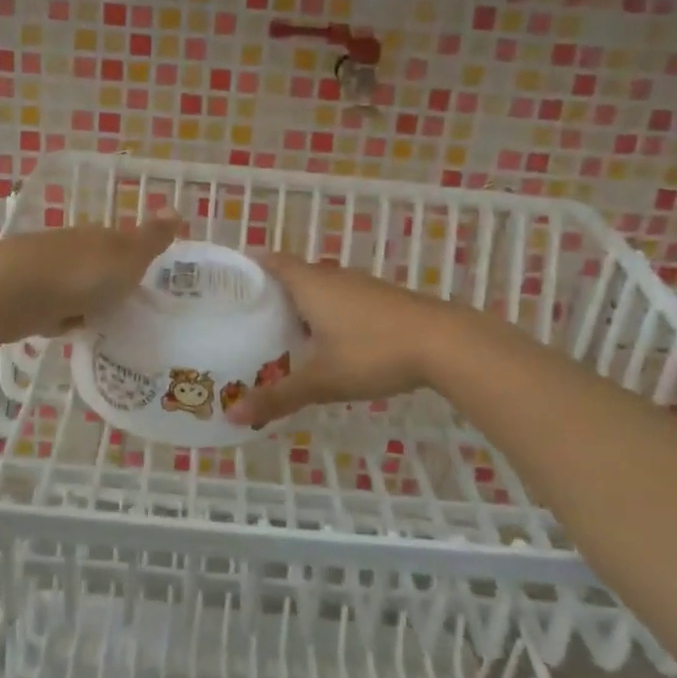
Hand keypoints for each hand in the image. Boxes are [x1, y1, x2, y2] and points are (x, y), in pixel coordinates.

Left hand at [0, 210, 182, 343]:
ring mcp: (38, 267)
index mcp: (95, 236)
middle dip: (101, 283)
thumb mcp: (127, 257)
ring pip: (67, 284)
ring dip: (77, 301)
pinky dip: (53, 315)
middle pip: (90, 263)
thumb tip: (176, 208)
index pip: (117, 242)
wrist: (9, 291)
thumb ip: (151, 238)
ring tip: (90, 324)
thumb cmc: (78, 275)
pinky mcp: (16, 292)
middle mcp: (66, 245)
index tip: (138, 283)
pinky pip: (45, 304)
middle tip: (117, 308)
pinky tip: (57, 330)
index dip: (129, 260)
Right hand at [225, 252, 457, 427]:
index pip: (272, 262)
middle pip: (295, 276)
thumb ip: (278, 397)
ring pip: (322, 290)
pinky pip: (344, 301)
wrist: (445, 343)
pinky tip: (331, 346)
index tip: (230, 286)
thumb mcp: (322, 380)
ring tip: (285, 336)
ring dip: (304, 307)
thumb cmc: (373, 352)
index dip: (250, 269)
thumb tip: (233, 415)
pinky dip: (330, 316)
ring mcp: (362, 286)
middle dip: (274, 294)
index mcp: (310, 283)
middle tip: (251, 320)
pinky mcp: (384, 300)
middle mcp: (333, 276)